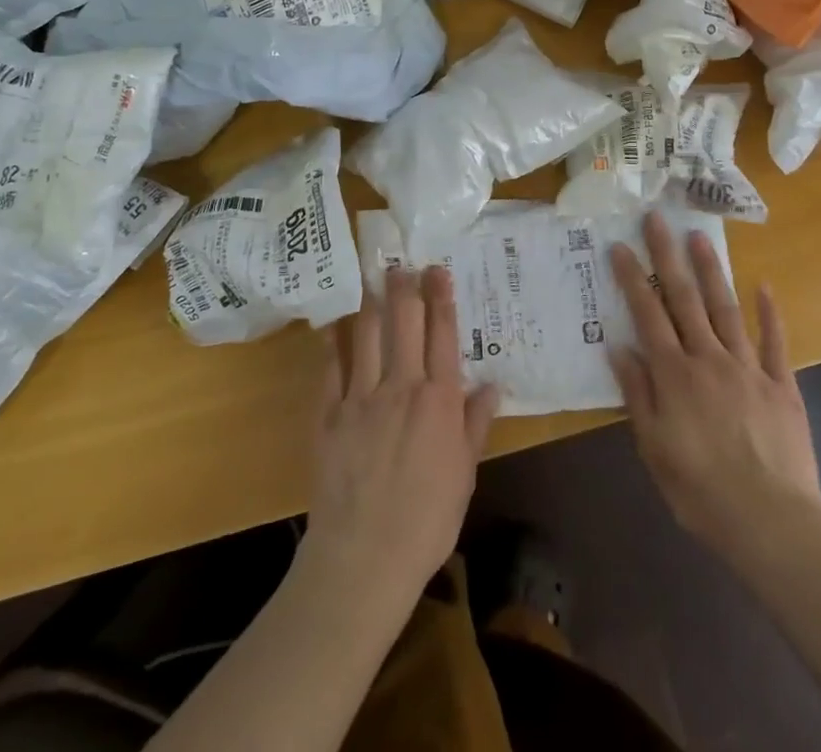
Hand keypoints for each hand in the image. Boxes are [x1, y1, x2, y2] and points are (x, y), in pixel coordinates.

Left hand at [302, 267, 498, 614]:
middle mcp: (401, 386)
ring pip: (366, 334)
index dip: (441, 297)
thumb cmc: (427, 520)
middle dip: (404, 286)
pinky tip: (334, 326)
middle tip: (402, 262)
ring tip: (372, 280)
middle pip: (404, 322)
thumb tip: (492, 384)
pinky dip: (333, 343)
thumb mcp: (465, 474)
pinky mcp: (327, 414)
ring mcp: (360, 397)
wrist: (364, 558)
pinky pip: (330, 367)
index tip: (437, 269)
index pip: (442, 334)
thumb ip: (475, 424)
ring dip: (371, 303)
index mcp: (439, 400)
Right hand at [611, 214, 820, 572]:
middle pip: (684, 298)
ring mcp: (748, 367)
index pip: (648, 315)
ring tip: (700, 237)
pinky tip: (764, 285)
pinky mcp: (781, 384)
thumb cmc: (700, 490)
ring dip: (711, 271)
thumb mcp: (653, 448)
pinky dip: (769, 313)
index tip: (621, 246)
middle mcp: (708, 359)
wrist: (771, 522)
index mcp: (674, 375)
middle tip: (658, 219)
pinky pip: (774, 342)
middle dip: (668, 256)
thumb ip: (637, 393)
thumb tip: (618, 347)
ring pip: (725, 308)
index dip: (633, 278)